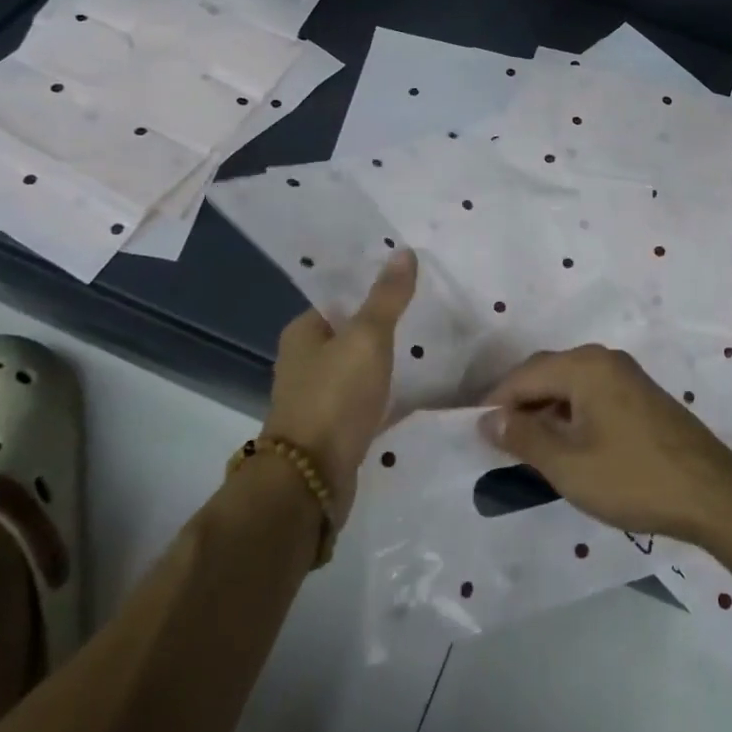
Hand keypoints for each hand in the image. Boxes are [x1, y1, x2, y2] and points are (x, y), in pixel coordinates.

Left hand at [263, 248, 417, 522]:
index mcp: (303, 332)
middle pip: (350, 332)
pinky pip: (366, 398)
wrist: (311, 480)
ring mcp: (318, 397)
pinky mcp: (335, 427)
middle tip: (428, 310)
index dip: (373, 287)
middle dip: (384, 324)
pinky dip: (387, 392)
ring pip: (359, 366)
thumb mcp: (367, 338)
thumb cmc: (335, 397)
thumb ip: (387, 297)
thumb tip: (404, 251)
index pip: (341, 297)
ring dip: (386, 359)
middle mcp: (304, 361)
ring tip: (428, 346)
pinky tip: (417, 388)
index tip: (411, 282)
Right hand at [478, 345, 731, 541]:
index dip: (495, 403)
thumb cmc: (633, 478)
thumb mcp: (568, 465)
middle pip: (547, 373)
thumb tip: (486, 419)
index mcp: (585, 366)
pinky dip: (571, 414)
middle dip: (519, 404)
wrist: (712, 493)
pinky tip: (567, 445)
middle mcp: (605, 359)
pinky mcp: (642, 395)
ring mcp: (627, 375)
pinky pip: (592, 394)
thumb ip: (523, 437)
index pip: (524, 376)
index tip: (474, 434)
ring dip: (546, 410)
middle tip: (498, 443)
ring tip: (528, 448)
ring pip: (570, 384)